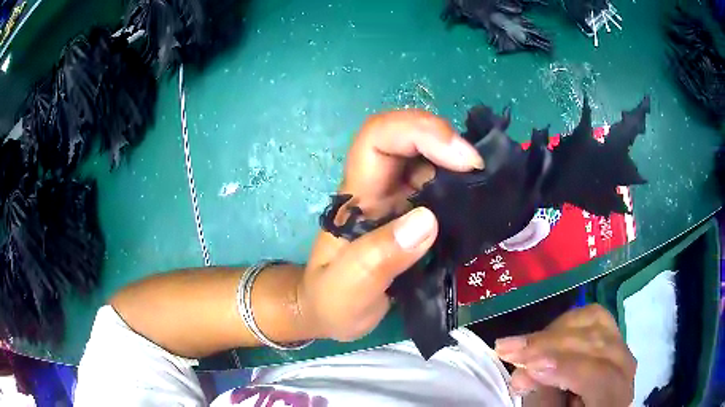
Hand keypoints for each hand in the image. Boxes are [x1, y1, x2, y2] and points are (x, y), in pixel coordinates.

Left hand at [299, 110, 483, 341]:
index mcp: (357, 197)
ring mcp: (397, 200)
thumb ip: (378, 259)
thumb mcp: (348, 289)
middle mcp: (378, 189)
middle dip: (445, 140)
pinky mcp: (412, 215)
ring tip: (486, 181)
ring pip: (426, 158)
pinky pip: (439, 185)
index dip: (419, 132)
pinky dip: (461, 184)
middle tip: (481, 168)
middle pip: (406, 138)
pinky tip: (479, 198)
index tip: (462, 158)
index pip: (378, 137)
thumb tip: (428, 220)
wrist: (331, 312)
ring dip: (457, 161)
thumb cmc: (333, 301)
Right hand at [495, 305, 636, 406]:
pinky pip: (593, 317)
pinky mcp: (611, 336)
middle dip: (549, 343)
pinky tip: (546, 333)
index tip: (527, 367)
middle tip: (507, 349)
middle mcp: (625, 367)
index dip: (564, 368)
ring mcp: (621, 346)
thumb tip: (525, 371)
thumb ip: (544, 397)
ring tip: (521, 343)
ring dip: (554, 330)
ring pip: (595, 322)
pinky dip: (566, 321)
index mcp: (615, 397)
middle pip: (596, 343)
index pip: (598, 375)